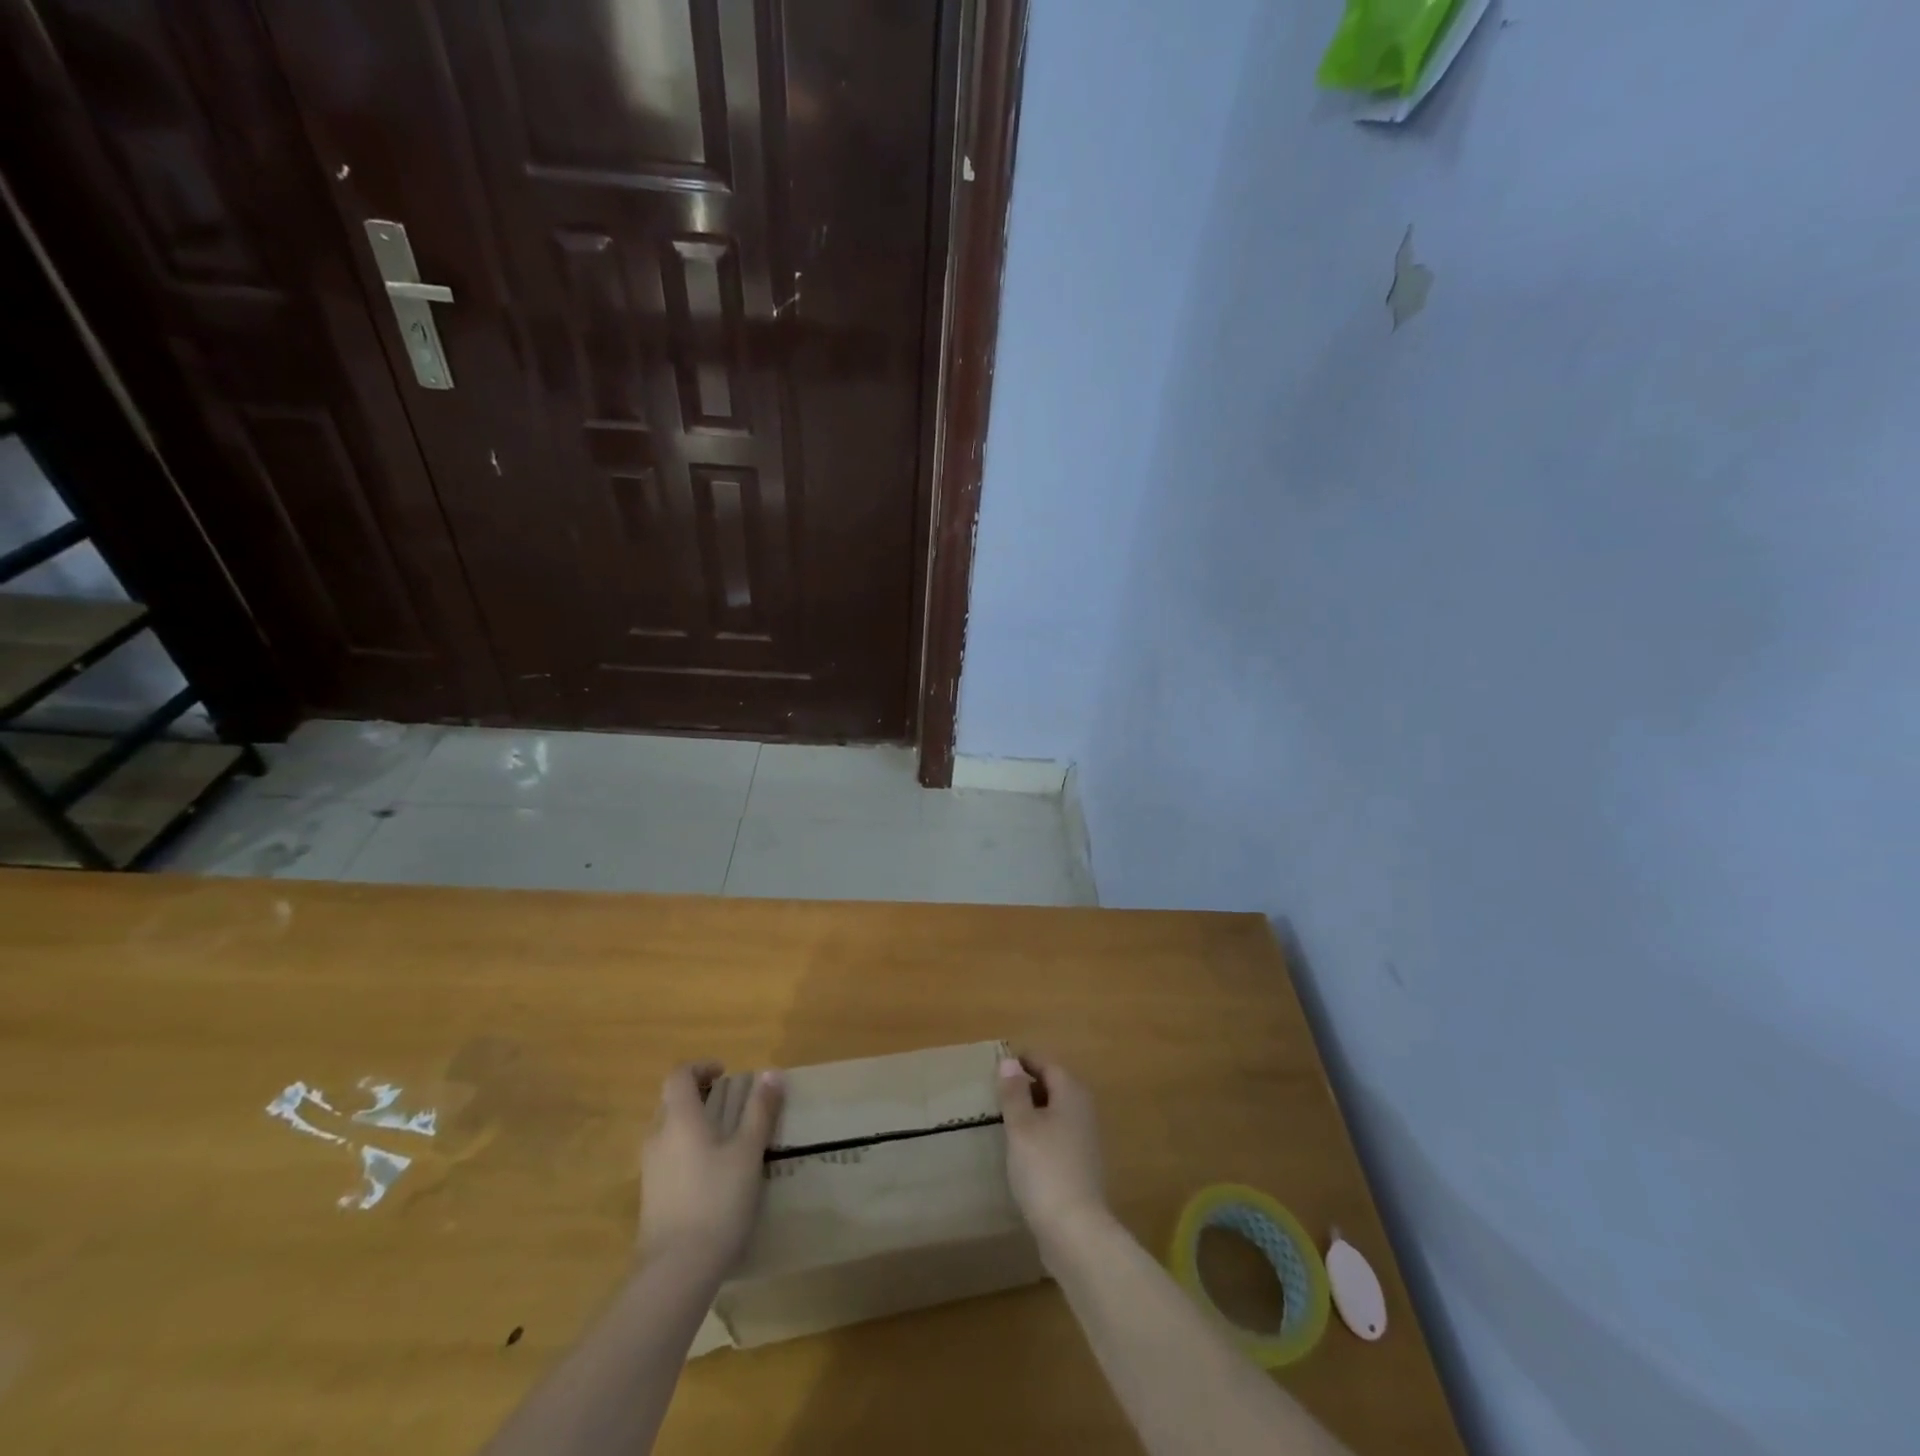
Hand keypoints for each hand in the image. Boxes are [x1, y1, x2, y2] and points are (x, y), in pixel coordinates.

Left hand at [639, 1061, 784, 1275]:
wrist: (676, 1271)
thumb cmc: (716, 1200)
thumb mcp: (748, 1152)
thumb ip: (760, 1111)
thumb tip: (772, 1073)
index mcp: (679, 1119)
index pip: (679, 1076)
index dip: (701, 1067)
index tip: (726, 1073)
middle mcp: (657, 1137)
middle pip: (672, 1101)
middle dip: (701, 1095)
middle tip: (732, 1103)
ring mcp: (650, 1169)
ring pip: (669, 1130)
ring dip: (695, 1123)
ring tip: (727, 1138)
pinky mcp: (650, 1197)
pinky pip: (668, 1157)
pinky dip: (688, 1150)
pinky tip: (713, 1174)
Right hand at [996, 1055, 1107, 1248]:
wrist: (1076, 1231)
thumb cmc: (1044, 1168)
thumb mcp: (1021, 1126)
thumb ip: (1014, 1092)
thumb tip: (1009, 1061)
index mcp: (1071, 1092)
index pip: (1046, 1063)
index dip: (1023, 1061)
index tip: (999, 1065)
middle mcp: (1084, 1109)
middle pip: (1054, 1085)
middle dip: (1028, 1085)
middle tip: (998, 1092)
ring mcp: (1086, 1139)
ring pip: (1056, 1112)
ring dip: (1034, 1110)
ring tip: (1006, 1119)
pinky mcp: (1082, 1165)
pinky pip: (1058, 1135)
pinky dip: (1041, 1133)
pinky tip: (1023, 1150)